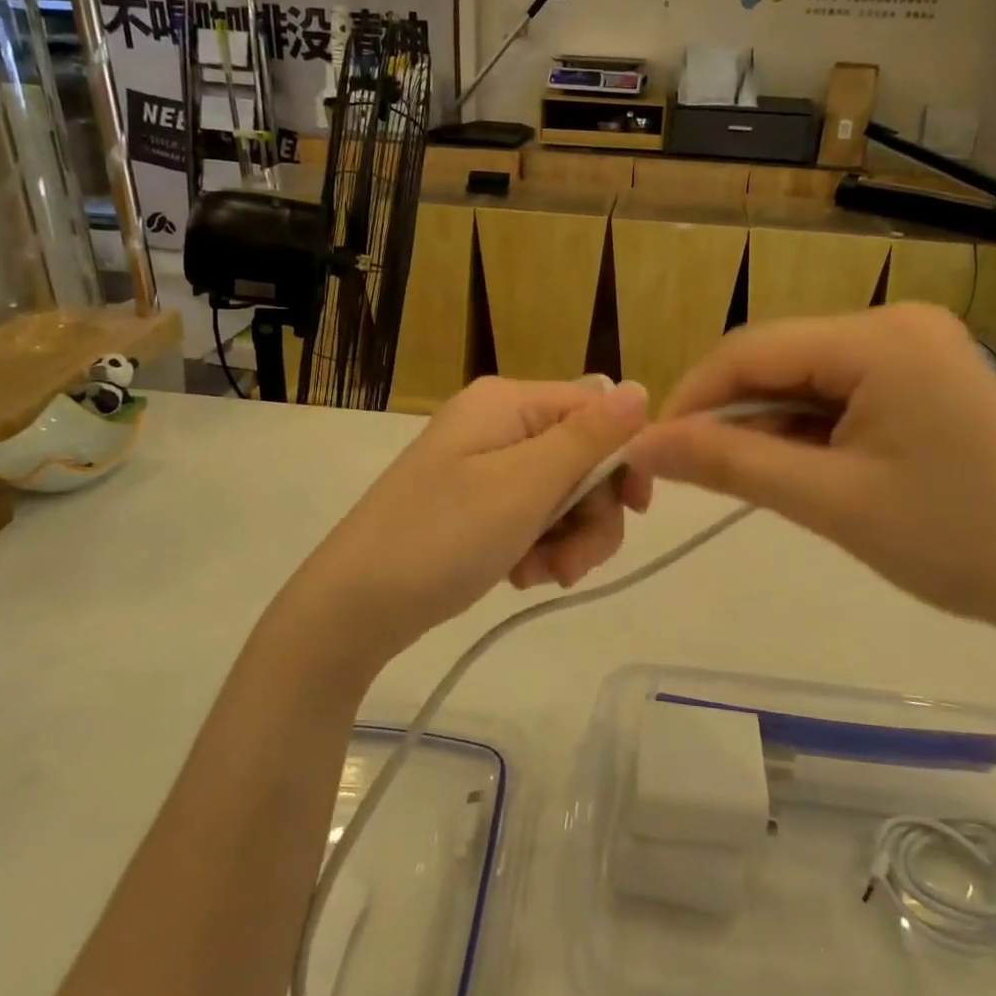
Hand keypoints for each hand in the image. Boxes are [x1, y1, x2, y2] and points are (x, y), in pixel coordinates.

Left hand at [286, 376, 650, 672]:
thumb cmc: (443, 536)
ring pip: (562, 494)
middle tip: (573, 565)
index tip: (637, 509)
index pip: (595, 407)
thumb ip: (589, 437)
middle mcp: (498, 424)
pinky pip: (532, 516)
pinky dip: (538, 548)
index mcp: (508, 403)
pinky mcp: (476, 503)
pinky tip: (520, 576)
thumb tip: (641, 388)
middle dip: (590, 514)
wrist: (354, 606)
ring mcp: (484, 465)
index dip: (623, 456)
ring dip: (567, 539)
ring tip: (539, 576)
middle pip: (581, 457)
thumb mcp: (525, 485)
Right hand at [625, 305, 995, 643]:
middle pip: (778, 359)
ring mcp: (914, 348)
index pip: (752, 350)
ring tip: (743, 477)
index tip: (652, 449)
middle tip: (692, 471)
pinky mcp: (922, 378)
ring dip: (765, 424)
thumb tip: (645, 443)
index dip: (692, 397)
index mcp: (879, 338)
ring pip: (805, 377)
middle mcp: (896, 324)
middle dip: (728, 413)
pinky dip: (805, 428)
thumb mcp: (829, 501)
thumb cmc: (955, 540)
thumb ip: (730, 464)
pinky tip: (794, 466)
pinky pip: (839, 392)